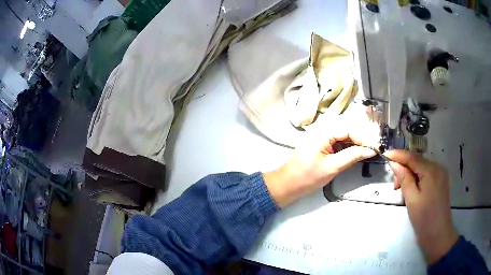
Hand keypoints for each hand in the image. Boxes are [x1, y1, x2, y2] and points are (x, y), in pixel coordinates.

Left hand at [263, 118, 378, 207]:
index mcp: (322, 132)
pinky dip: (347, 147)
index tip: (374, 148)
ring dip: (354, 144)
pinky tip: (354, 154)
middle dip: (360, 140)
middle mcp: (321, 129)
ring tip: (366, 152)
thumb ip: (352, 156)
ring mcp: (320, 136)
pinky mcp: (321, 144)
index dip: (363, 138)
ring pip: (343, 136)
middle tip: (371, 150)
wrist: (287, 184)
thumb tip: (370, 150)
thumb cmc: (307, 177)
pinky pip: (337, 141)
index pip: (348, 129)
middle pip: (346, 130)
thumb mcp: (332, 167)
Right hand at [385, 150, 458, 263]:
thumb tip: (394, 163)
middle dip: (404, 169)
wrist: (439, 235)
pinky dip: (417, 178)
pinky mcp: (441, 182)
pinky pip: (427, 174)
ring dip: (410, 175)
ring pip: (422, 168)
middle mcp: (438, 168)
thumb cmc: (424, 219)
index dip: (398, 155)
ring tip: (402, 190)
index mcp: (431, 171)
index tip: (385, 155)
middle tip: (394, 186)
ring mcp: (441, 174)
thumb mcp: (411, 199)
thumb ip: (404, 179)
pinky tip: (413, 190)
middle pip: (418, 161)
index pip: (412, 157)